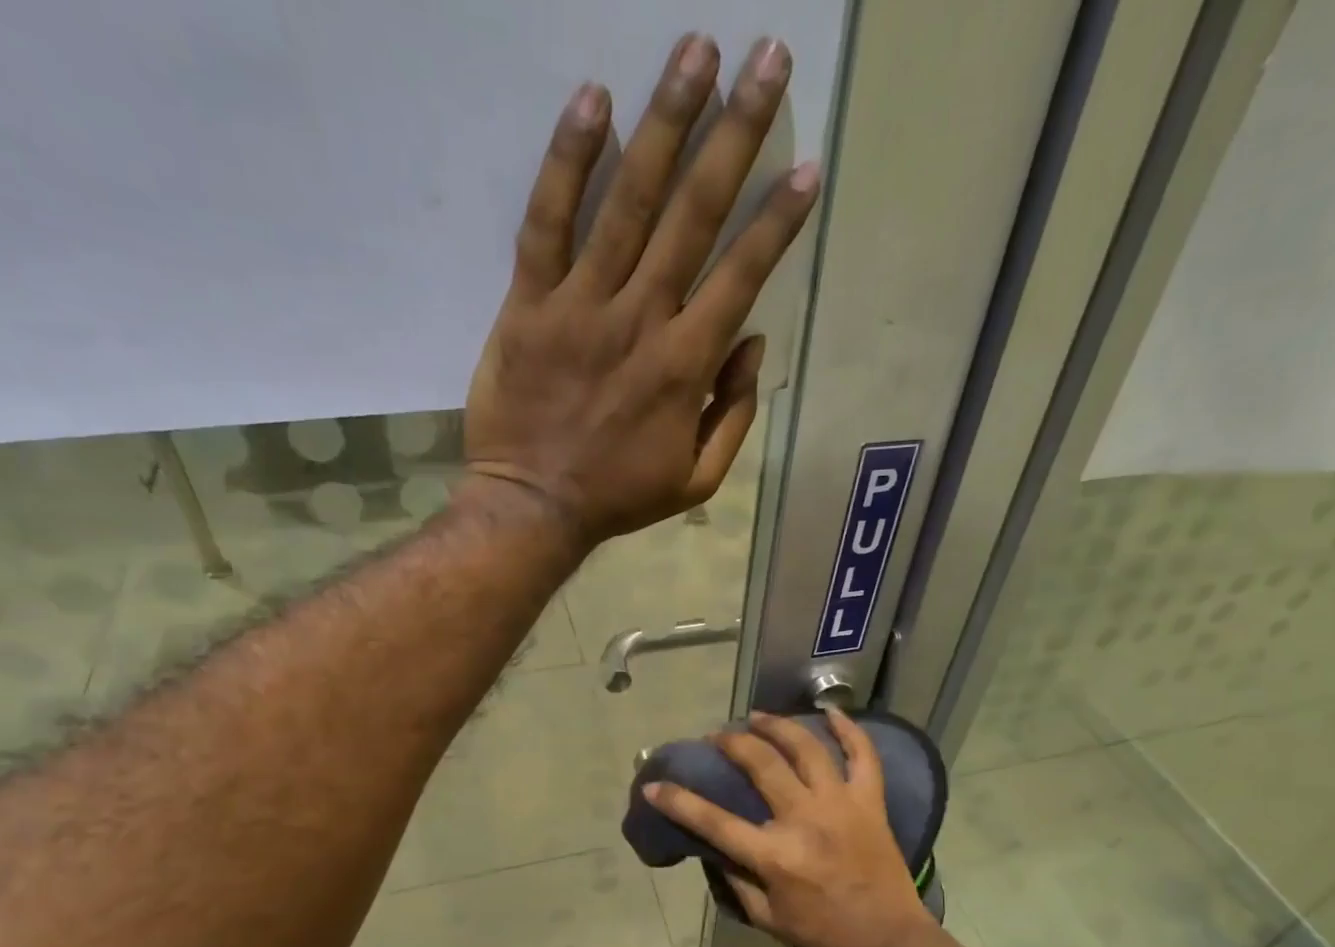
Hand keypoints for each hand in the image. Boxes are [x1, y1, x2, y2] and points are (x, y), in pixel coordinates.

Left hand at [464, 34, 819, 546]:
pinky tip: (594, 99)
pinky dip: (568, 161)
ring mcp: (581, 306)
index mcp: (685, 366)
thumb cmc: (618, 497)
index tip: (806, 167)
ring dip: (666, 121)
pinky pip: (547, 222)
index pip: (741, 276)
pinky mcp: (528, 304)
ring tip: (696, 50)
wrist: (533, 507)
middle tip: (765, 59)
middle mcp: (640, 320)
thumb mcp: (695, 480)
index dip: (777, 221)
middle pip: (693, 215)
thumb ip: (732, 416)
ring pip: (627, 201)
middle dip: (735, 135)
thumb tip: (750, 345)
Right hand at [643, 708, 938, 946]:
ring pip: (806, 748)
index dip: (678, 801)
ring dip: (777, 726)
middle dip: (730, 743)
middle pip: (760, 764)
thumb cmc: (823, 934)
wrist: (889, 939)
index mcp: (774, 856)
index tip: (656, 785)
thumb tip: (716, 849)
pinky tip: (830, 712)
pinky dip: (849, 729)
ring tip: (758, 717)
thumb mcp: (767, 918)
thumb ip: (737, 881)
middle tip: (717, 737)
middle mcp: (805, 819)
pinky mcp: (870, 801)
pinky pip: (863, 755)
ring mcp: (841, 804)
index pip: (714, 821)